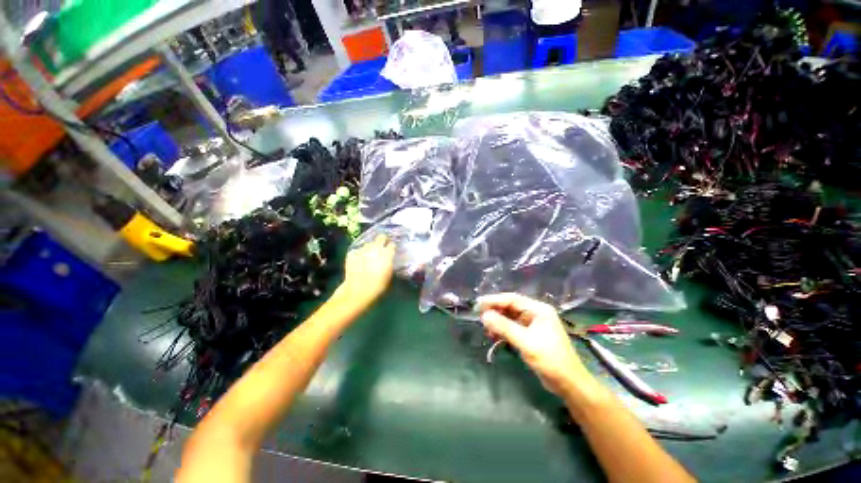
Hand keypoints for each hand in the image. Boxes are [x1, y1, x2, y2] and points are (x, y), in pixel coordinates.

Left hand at [342, 235, 395, 303]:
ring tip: (369, 255)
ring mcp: (363, 249)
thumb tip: (388, 259)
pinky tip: (358, 260)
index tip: (391, 249)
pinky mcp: (352, 253)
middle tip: (382, 246)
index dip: (391, 247)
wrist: (357, 291)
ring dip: (370, 248)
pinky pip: (357, 251)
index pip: (392, 244)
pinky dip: (358, 254)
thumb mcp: (388, 275)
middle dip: (382, 240)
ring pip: (368, 244)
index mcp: (387, 253)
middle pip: (380, 237)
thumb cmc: (377, 286)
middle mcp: (375, 248)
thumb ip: (389, 263)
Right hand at [478, 293, 589, 396]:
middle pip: (510, 307)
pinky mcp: (530, 335)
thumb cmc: (550, 360)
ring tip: (485, 328)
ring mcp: (533, 324)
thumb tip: (484, 316)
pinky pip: (512, 327)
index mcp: (538, 309)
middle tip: (478, 315)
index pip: (512, 299)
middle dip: (495, 311)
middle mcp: (535, 313)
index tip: (478, 304)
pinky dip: (502, 330)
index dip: (494, 300)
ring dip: (497, 322)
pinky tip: (493, 335)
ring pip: (510, 317)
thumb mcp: (525, 342)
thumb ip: (504, 327)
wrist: (569, 383)